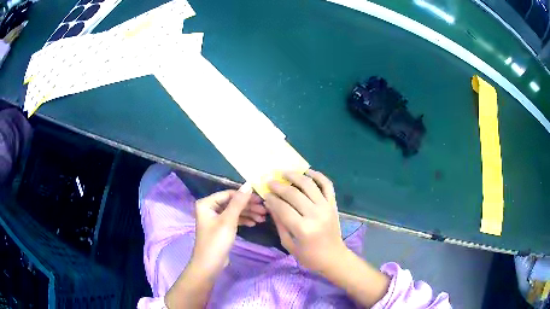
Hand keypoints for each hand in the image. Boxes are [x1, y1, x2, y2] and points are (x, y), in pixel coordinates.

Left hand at [191, 188, 264, 276]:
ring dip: (248, 214)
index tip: (261, 199)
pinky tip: (254, 223)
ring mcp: (215, 218)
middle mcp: (210, 208)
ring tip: (263, 218)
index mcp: (207, 203)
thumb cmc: (217, 241)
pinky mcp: (220, 228)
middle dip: (248, 206)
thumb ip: (238, 202)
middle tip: (265, 210)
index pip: (229, 194)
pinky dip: (243, 220)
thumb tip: (248, 184)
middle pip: (232, 203)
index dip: (245, 196)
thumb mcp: (228, 220)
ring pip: (234, 212)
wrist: (210, 264)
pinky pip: (233, 220)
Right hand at [265, 170, 347, 272]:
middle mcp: (315, 214)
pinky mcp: (333, 204)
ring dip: (295, 176)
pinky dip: (318, 176)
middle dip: (279, 186)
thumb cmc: (309, 256)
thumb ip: (279, 223)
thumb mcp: (289, 244)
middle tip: (269, 181)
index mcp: (303, 229)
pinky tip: (307, 171)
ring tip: (284, 172)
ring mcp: (326, 207)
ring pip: (309, 185)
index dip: (272, 199)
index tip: (264, 193)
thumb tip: (270, 204)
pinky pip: (327, 185)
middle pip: (294, 194)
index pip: (283, 208)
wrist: (334, 257)